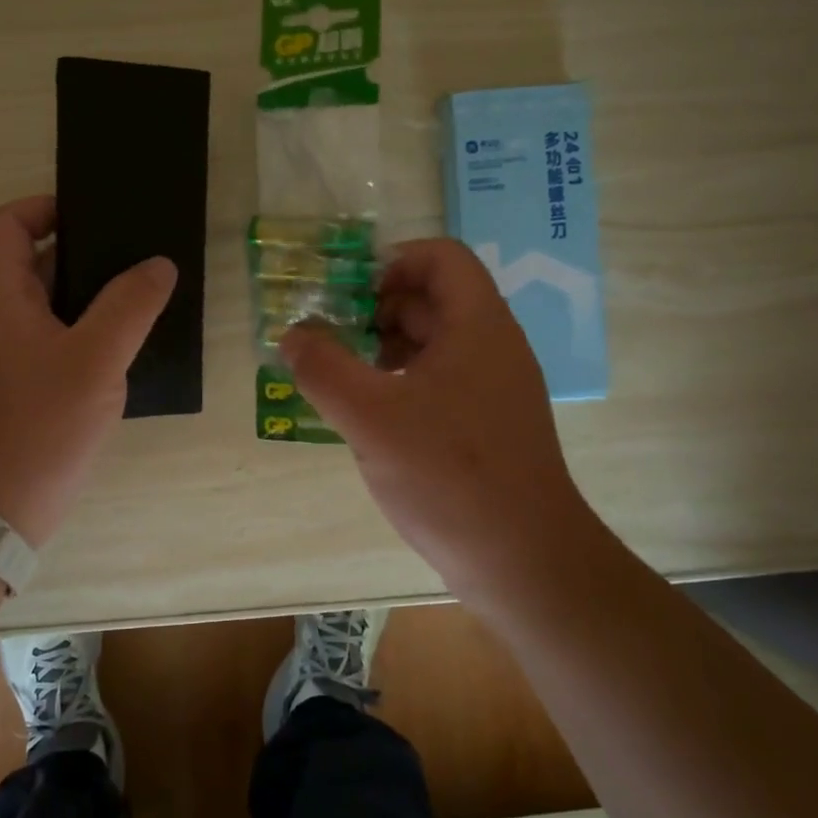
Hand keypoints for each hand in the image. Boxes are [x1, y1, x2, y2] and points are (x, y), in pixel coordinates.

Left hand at [0, 196, 175, 546]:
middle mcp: (6, 319)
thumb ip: (129, 307)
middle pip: (38, 261)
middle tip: (141, 250)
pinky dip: (97, 332)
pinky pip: (66, 340)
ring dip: (98, 294)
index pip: (6, 225)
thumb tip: (159, 264)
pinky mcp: (34, 386)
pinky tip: (136, 343)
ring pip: (58, 304)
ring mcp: (19, 355)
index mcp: (4, 298)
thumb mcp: (93, 360)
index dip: (43, 207)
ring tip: (150, 290)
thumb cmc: (39, 426)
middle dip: (88, 249)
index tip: (94, 214)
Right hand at [278, 239, 587, 604]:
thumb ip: (323, 368)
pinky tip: (369, 417)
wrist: (524, 561)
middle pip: (432, 299)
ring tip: (340, 378)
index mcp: (477, 326)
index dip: (391, 262)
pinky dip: (400, 383)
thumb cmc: (449, 475)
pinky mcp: (487, 425)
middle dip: (375, 309)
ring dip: (383, 348)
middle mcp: (492, 347)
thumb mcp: (370, 417)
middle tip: (329, 337)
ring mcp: (493, 388)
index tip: (347, 295)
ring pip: (433, 344)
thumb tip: (293, 336)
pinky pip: (439, 382)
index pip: (440, 257)